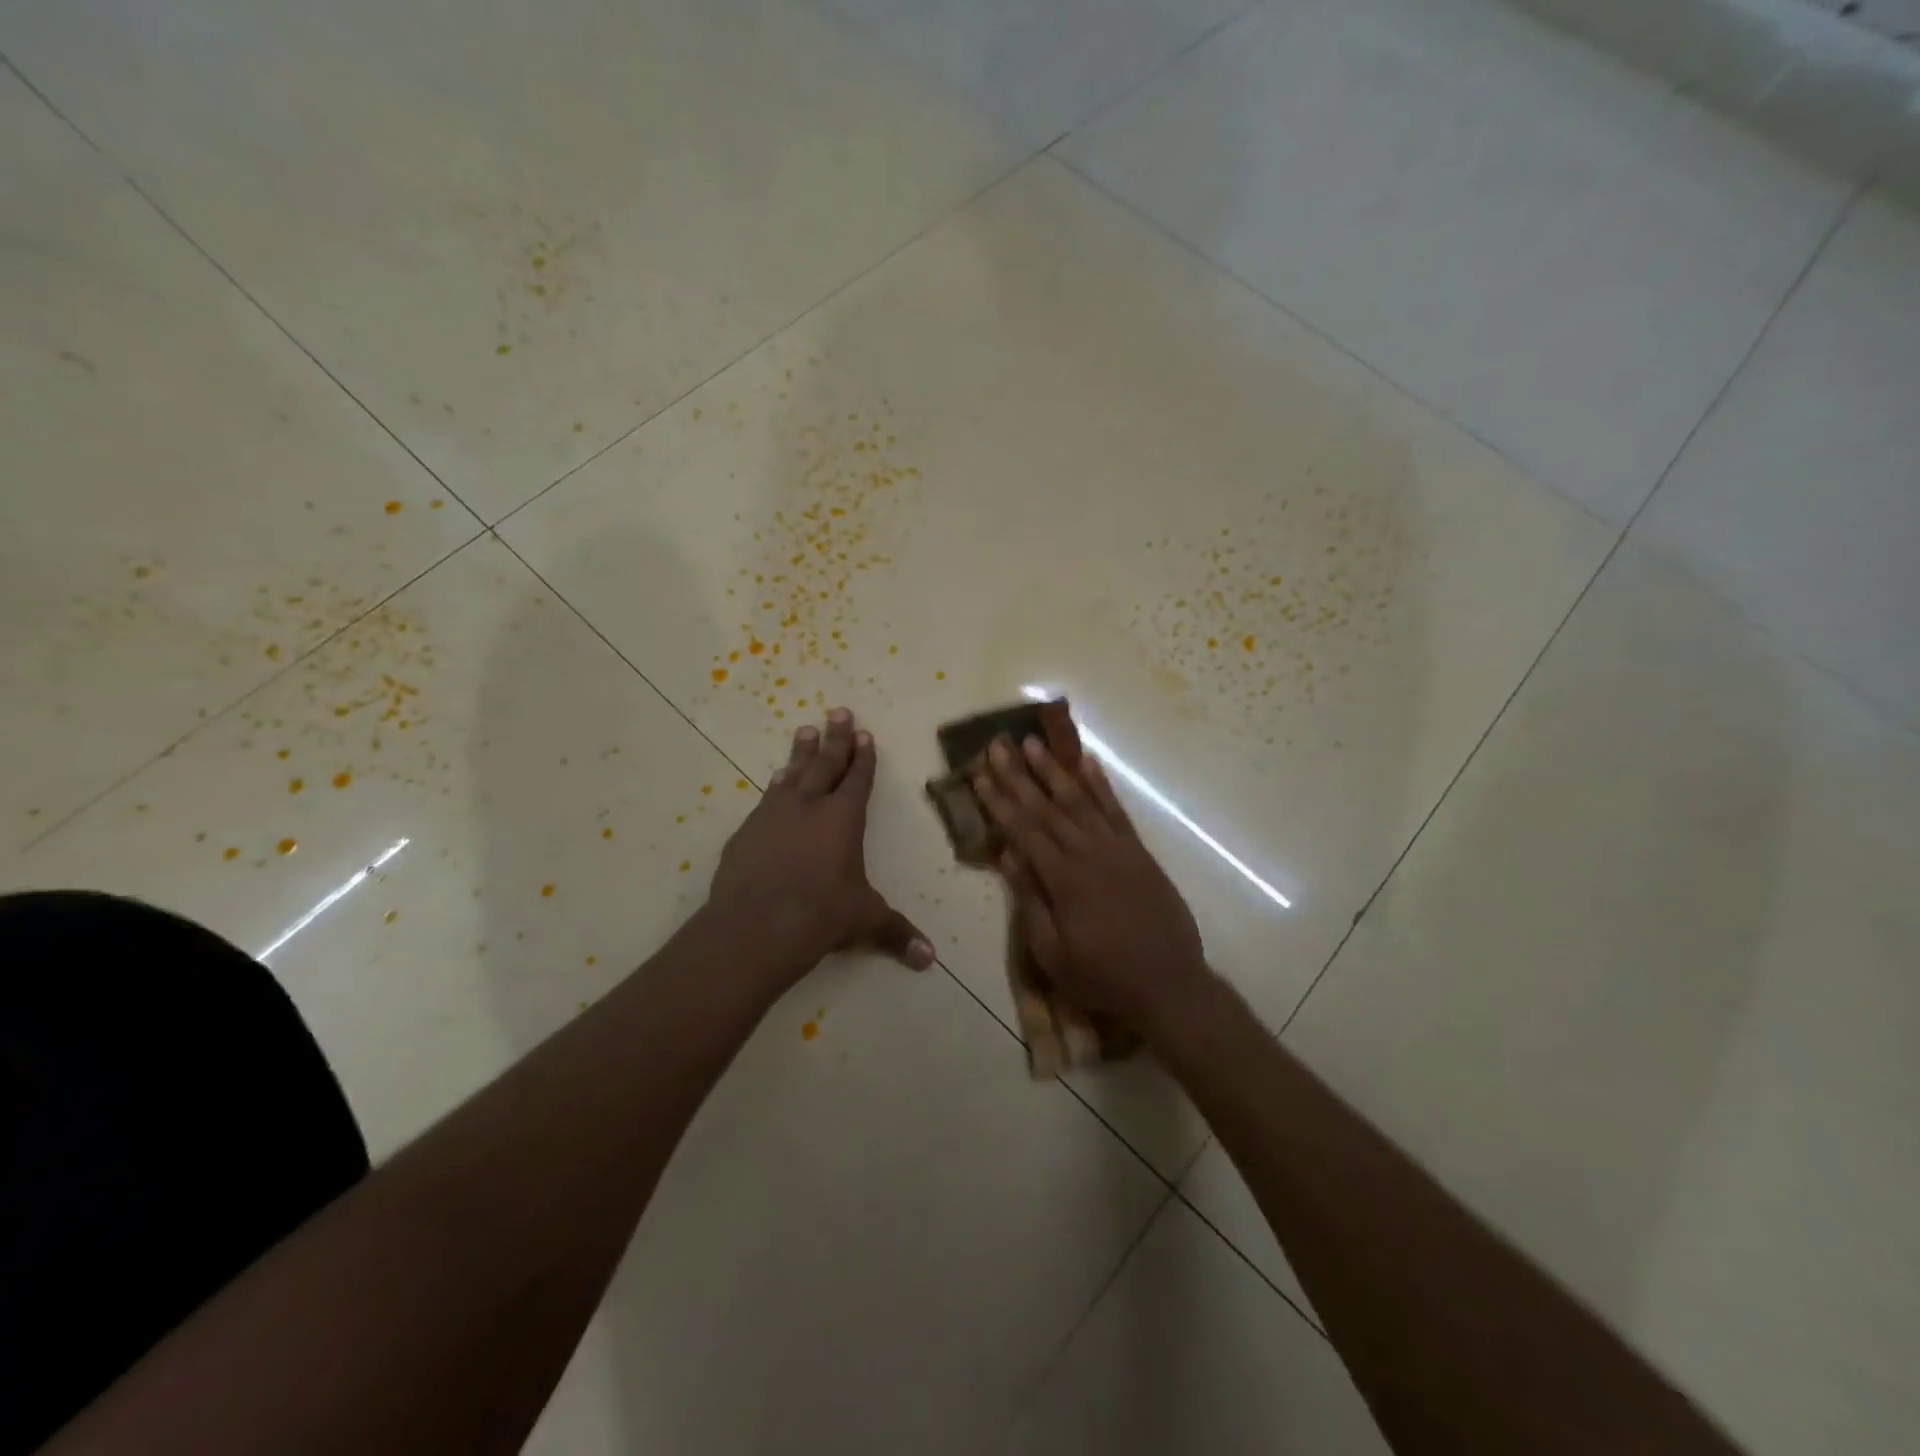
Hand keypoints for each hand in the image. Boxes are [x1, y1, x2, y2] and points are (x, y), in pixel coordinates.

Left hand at [707, 708, 933, 989]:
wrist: (756, 926)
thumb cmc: (821, 916)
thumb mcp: (864, 921)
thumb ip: (897, 934)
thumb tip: (929, 960)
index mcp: (844, 819)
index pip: (858, 779)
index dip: (863, 757)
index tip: (864, 733)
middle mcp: (810, 807)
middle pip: (825, 764)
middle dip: (835, 738)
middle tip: (838, 711)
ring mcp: (774, 815)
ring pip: (792, 774)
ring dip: (801, 753)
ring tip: (805, 731)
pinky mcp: (748, 831)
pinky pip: (767, 798)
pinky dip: (776, 785)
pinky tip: (775, 780)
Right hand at [973, 736, 1210, 1034]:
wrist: (1170, 984)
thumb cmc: (1103, 976)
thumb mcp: (1053, 953)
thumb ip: (1030, 900)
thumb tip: (1008, 855)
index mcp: (1064, 879)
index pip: (1023, 830)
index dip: (999, 801)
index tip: (980, 774)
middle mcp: (1089, 853)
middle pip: (1047, 807)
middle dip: (1019, 774)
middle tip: (998, 744)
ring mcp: (1117, 848)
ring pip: (1080, 800)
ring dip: (1055, 769)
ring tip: (1034, 742)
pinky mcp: (1139, 851)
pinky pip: (1116, 809)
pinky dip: (1100, 784)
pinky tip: (1087, 762)